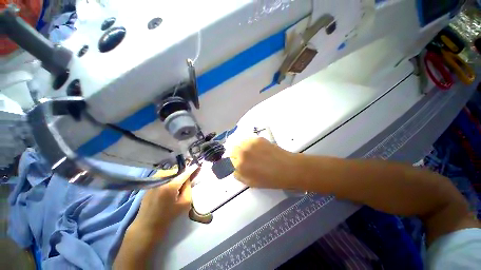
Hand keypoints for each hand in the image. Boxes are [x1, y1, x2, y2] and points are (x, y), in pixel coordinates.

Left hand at [130, 165, 198, 237]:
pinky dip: (168, 178)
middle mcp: (161, 180)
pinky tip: (169, 185)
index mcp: (170, 185)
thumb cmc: (168, 216)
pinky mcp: (149, 185)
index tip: (197, 165)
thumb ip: (188, 188)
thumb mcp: (185, 203)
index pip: (184, 173)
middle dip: (182, 173)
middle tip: (187, 178)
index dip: (191, 169)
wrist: (147, 226)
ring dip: (175, 175)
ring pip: (169, 172)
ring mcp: (153, 182)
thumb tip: (188, 178)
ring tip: (178, 182)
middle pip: (176, 171)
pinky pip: (162, 176)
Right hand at [230, 137, 298, 189]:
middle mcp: (243, 152)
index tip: (239, 164)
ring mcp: (251, 144)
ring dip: (243, 147)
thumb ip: (239, 175)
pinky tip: (259, 149)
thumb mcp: (251, 183)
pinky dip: (250, 144)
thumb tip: (235, 169)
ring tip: (252, 152)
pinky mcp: (258, 139)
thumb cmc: (270, 179)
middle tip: (245, 158)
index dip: (234, 163)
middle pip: (233, 149)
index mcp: (240, 165)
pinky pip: (249, 140)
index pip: (229, 160)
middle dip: (236, 154)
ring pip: (240, 143)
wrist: (288, 168)